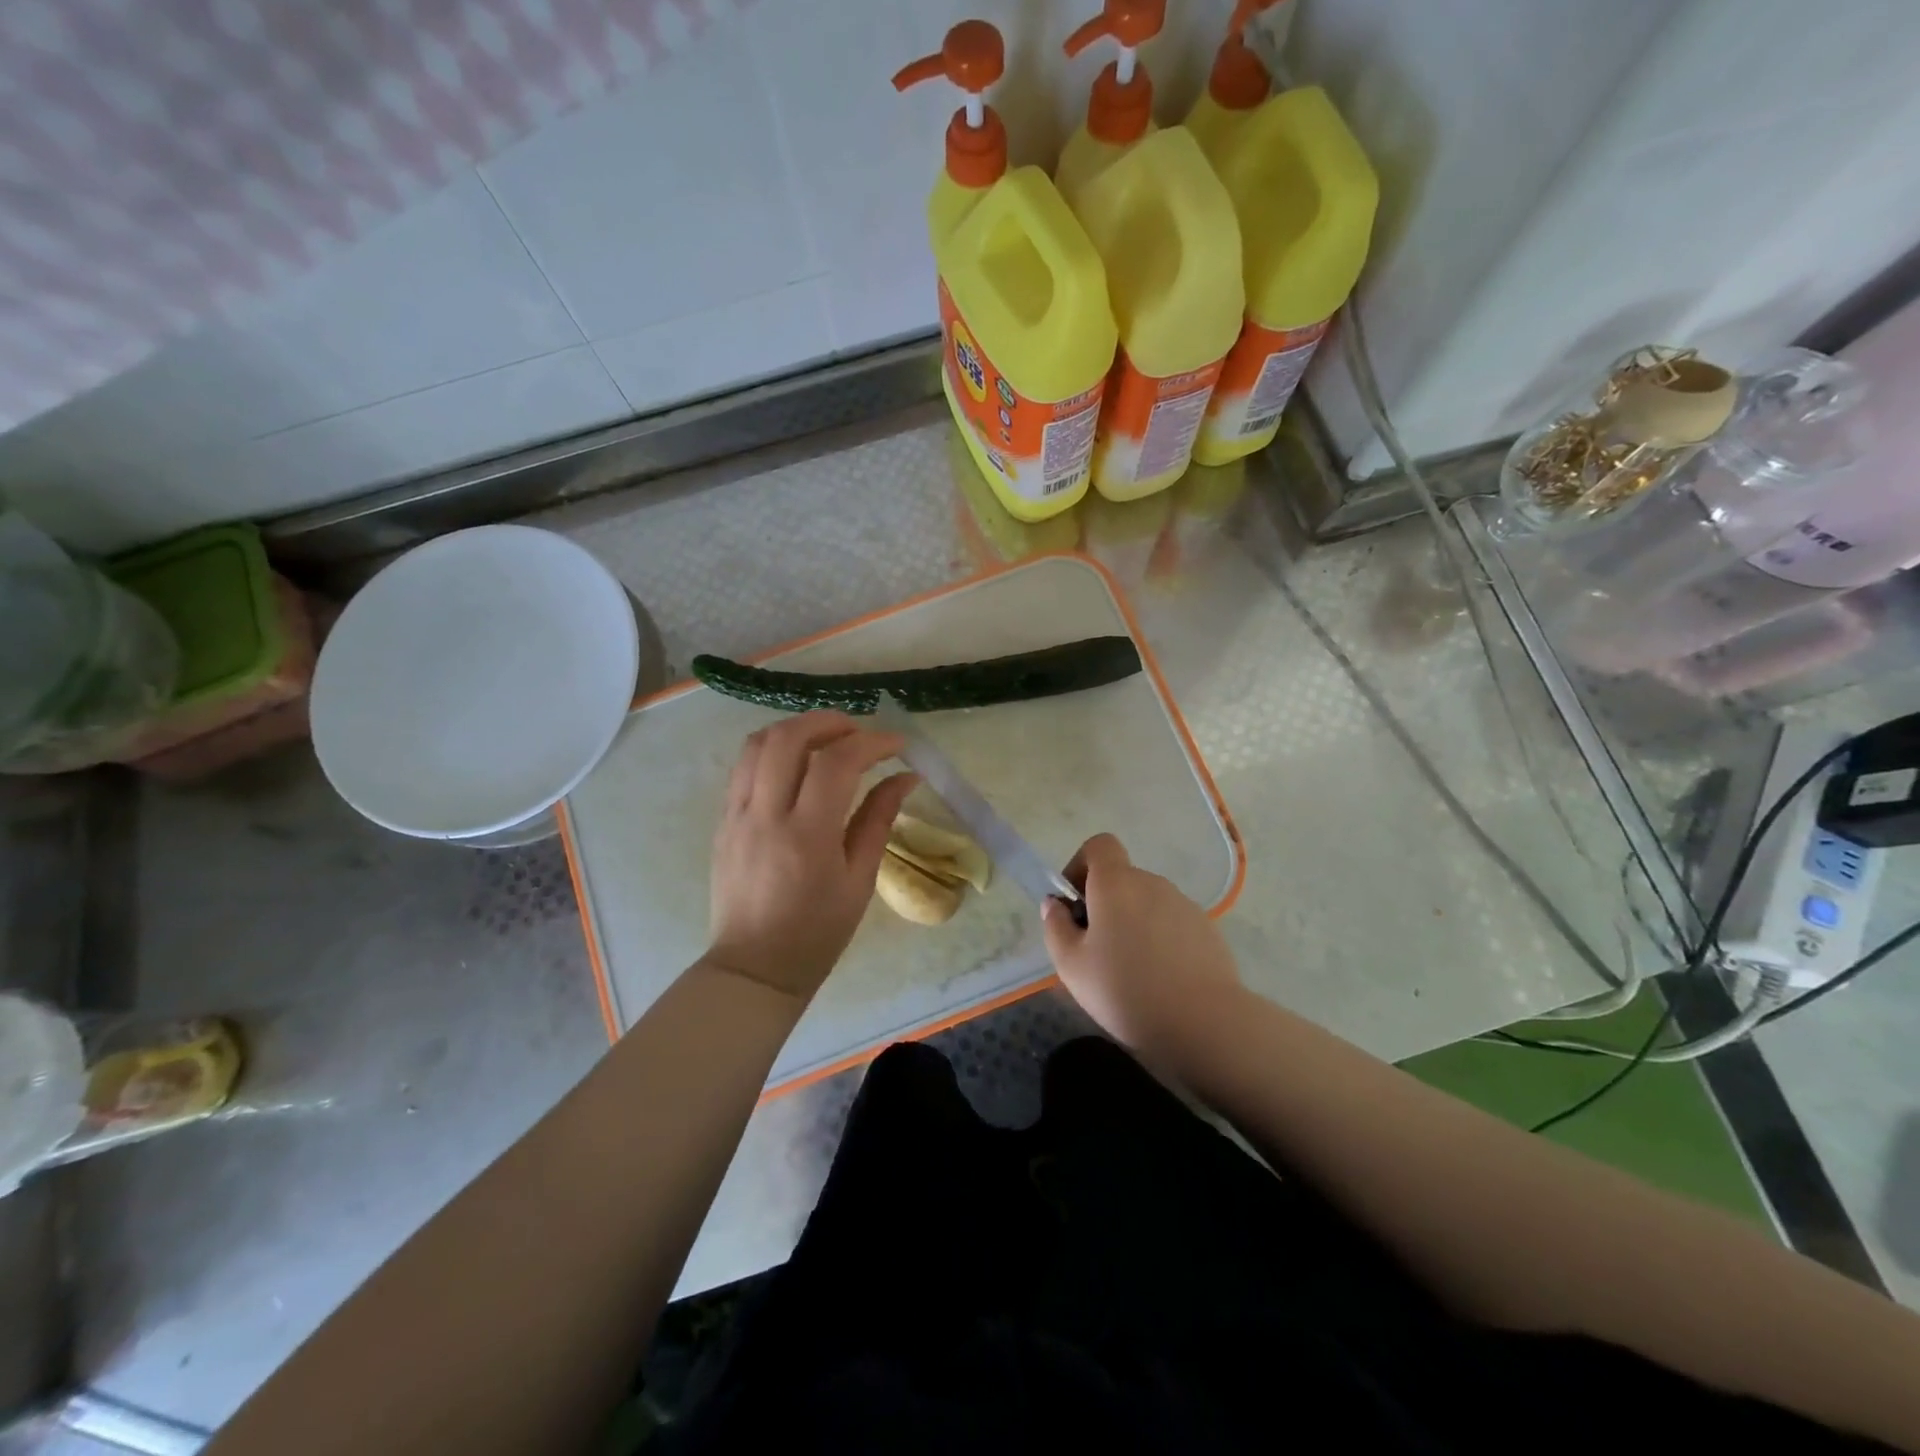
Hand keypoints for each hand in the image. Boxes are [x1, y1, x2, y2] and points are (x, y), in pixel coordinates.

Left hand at [706, 712, 916, 1002]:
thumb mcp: (860, 880)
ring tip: (827, 741)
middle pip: (787, 737)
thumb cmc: (817, 932)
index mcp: (807, 836)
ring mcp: (736, 815)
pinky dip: (773, 751)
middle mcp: (765, 816)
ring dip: (796, 729)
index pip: (837, 763)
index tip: (898, 745)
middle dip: (828, 721)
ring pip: (757, 744)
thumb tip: (905, 777)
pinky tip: (797, 766)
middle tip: (858, 732)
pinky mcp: (722, 821)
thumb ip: (879, 820)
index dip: (872, 742)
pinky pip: (744, 767)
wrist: (754, 967)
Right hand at [1041, 833, 1244, 1060]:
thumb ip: (1055, 927)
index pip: (1099, 845)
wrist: (1205, 1023)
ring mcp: (1184, 904)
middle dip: (1105, 905)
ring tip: (1131, 972)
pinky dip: (1160, 940)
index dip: (1081, 865)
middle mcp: (1152, 883)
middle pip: (1122, 879)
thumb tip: (1055, 904)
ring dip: (1133, 924)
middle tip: (1097, 951)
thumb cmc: (1126, 990)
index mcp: (1116, 883)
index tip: (1075, 904)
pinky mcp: (1207, 929)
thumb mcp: (1072, 965)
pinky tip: (1161, 980)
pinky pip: (1172, 924)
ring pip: (1147, 904)